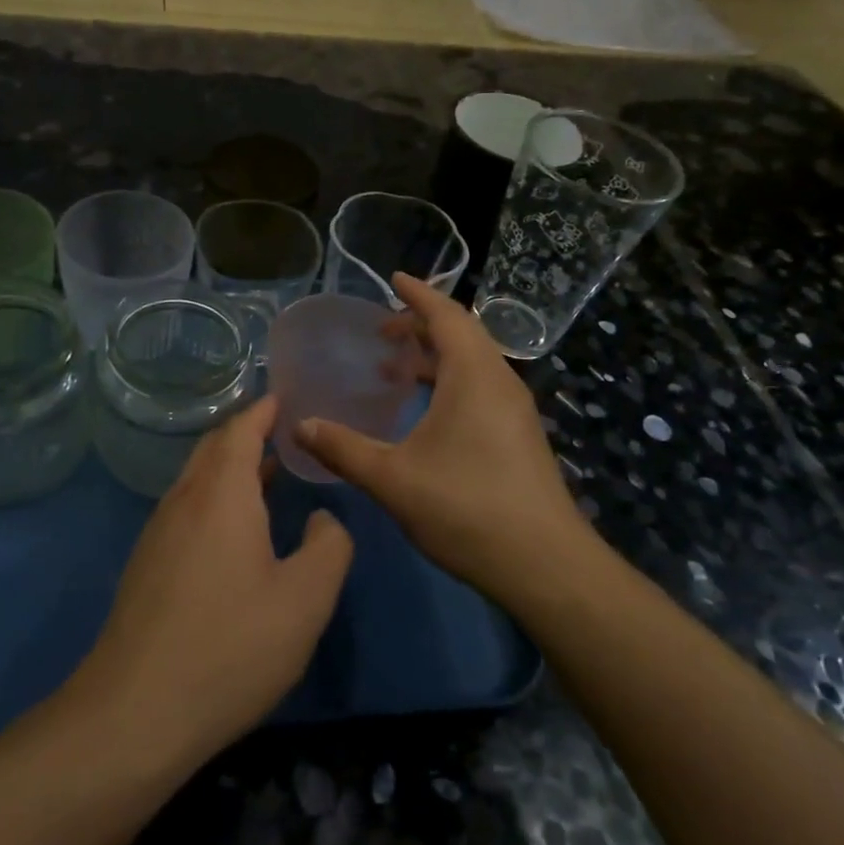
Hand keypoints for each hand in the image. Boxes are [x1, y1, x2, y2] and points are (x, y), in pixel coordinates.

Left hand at [77, 397, 352, 773]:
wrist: (135, 712)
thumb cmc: (230, 647)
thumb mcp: (305, 600)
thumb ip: (329, 547)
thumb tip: (323, 519)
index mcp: (221, 493)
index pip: (241, 429)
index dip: (265, 410)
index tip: (287, 399)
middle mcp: (184, 500)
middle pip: (214, 447)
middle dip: (248, 433)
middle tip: (286, 432)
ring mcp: (158, 532)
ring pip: (197, 479)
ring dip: (232, 467)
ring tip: (270, 473)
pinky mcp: (147, 565)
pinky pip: (186, 508)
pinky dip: (216, 497)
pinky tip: (236, 530)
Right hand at [295, 273, 600, 607]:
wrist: (545, 565)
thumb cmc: (466, 508)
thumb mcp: (392, 478)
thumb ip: (342, 448)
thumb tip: (299, 425)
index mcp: (473, 375)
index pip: (446, 315)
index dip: (418, 293)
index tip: (393, 279)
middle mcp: (499, 381)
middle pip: (461, 334)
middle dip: (421, 325)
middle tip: (381, 332)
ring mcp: (514, 409)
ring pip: (472, 363)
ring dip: (434, 356)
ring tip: (394, 369)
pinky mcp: (518, 435)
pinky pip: (480, 387)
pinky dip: (448, 381)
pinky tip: (423, 412)